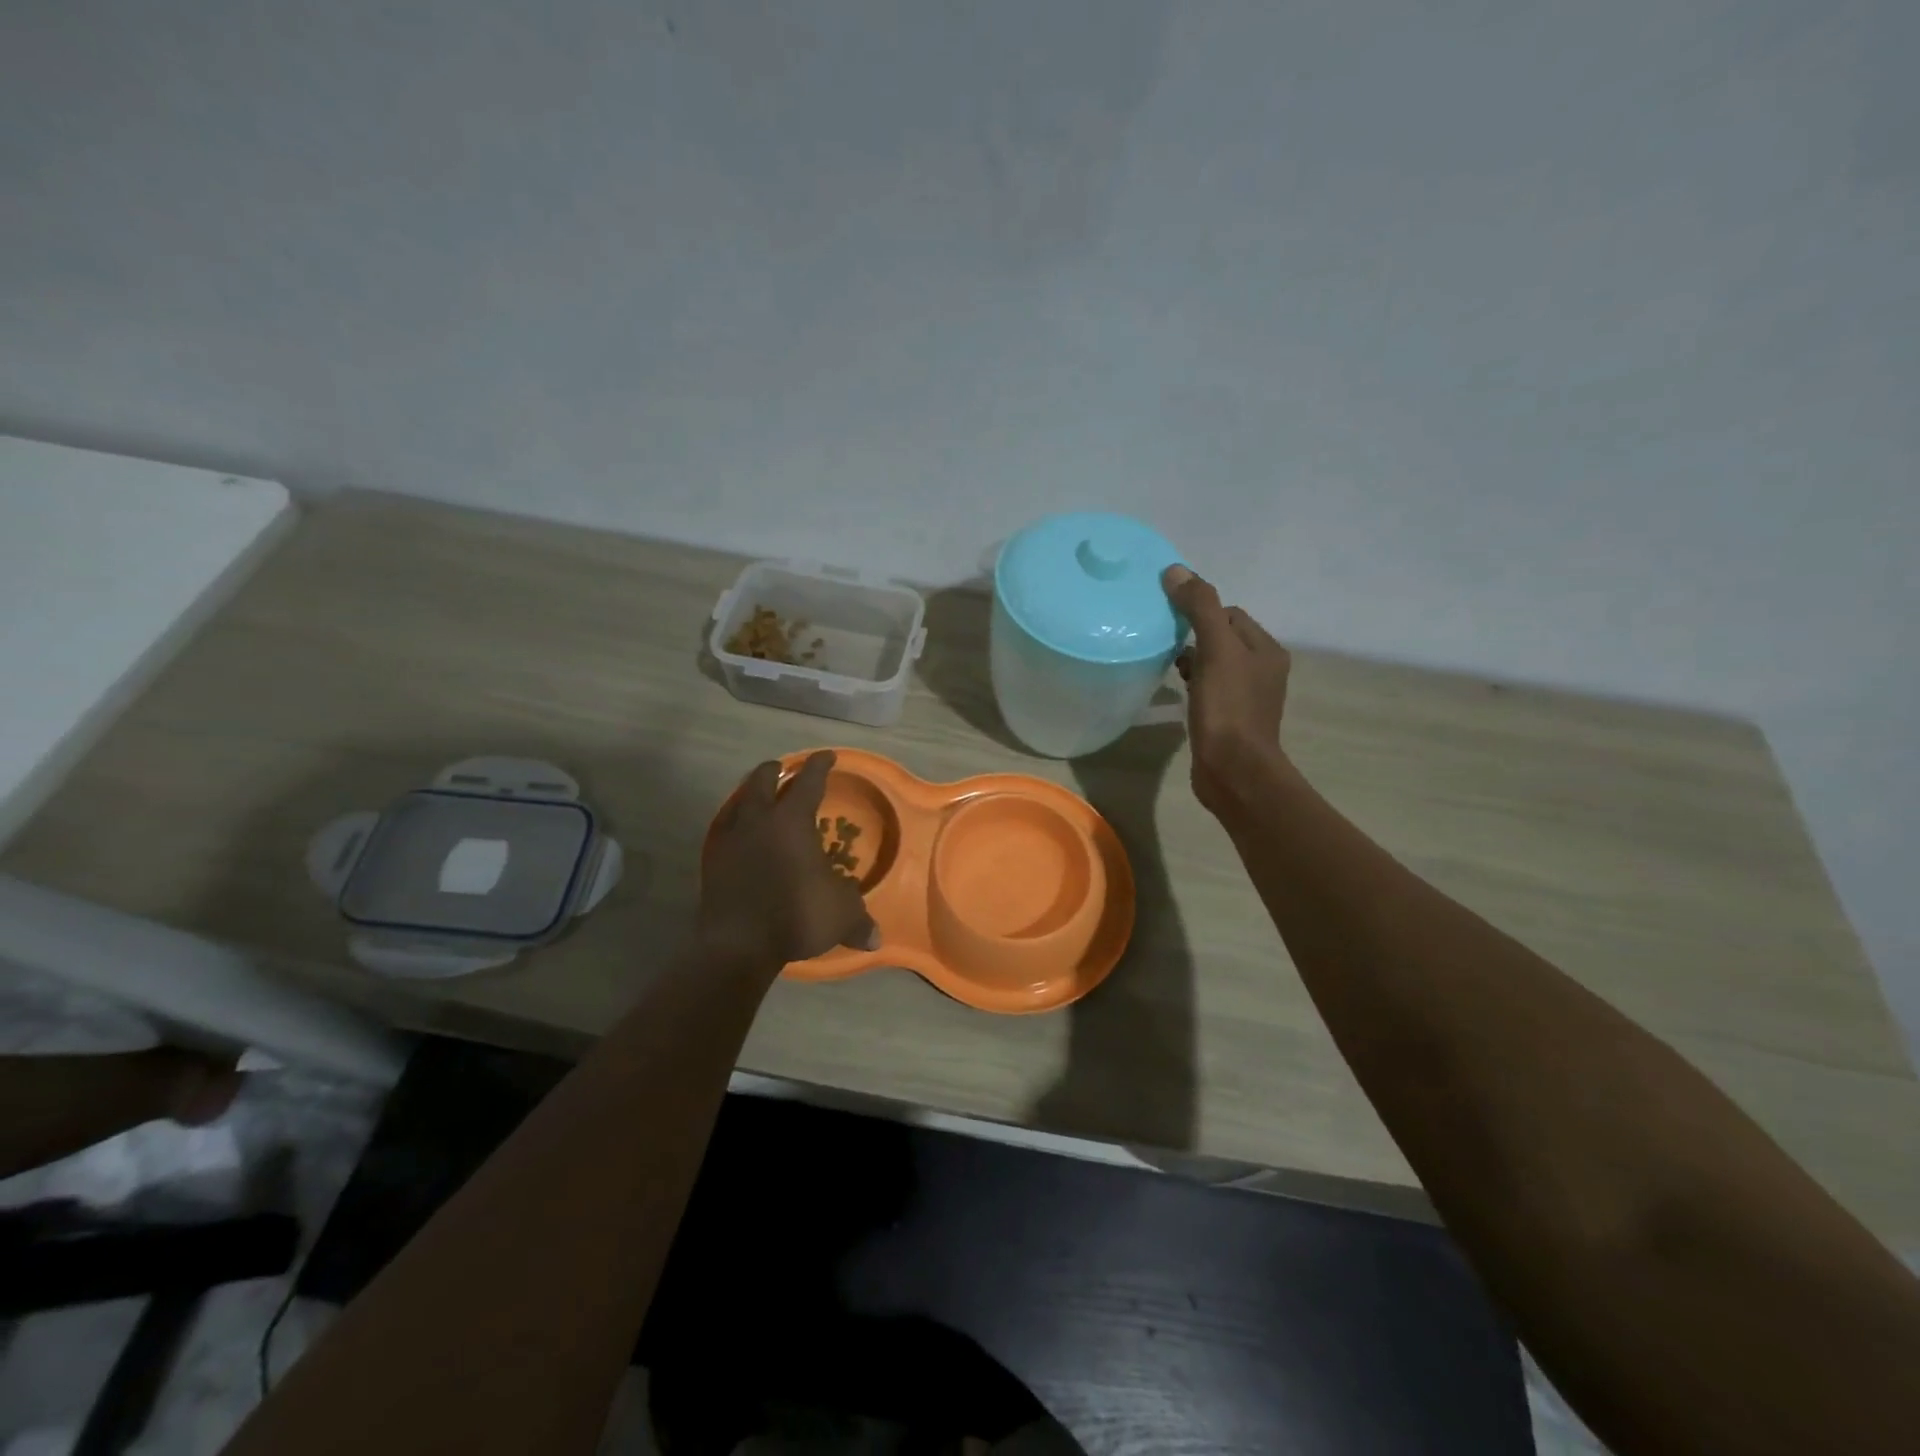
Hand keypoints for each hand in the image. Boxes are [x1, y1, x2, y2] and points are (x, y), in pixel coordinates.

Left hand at [699, 750, 880, 972]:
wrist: (738, 945)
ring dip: (750, 793)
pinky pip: (724, 829)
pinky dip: (734, 823)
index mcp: (792, 820)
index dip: (820, 766)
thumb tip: (876, 939)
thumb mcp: (841, 915)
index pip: (809, 782)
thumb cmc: (796, 915)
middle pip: (763, 781)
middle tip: (784, 768)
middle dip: (776, 771)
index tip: (827, 756)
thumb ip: (858, 920)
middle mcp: (759, 820)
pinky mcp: (712, 861)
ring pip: (739, 801)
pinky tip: (739, 833)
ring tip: (758, 796)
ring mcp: (731, 839)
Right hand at [1163, 566, 1292, 818]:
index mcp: (1266, 650)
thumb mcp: (1216, 650)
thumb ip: (1200, 608)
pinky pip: (1210, 689)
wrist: (1234, 770)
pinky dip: (1193, 684)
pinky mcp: (1230, 719)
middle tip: (1164, 641)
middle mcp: (1262, 670)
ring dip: (1192, 660)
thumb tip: (1176, 571)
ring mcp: (1247, 697)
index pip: (1230, 614)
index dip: (1201, 612)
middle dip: (1194, 635)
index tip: (1172, 621)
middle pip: (1222, 637)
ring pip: (1215, 664)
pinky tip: (1176, 690)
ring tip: (1166, 664)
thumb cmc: (1228, 708)